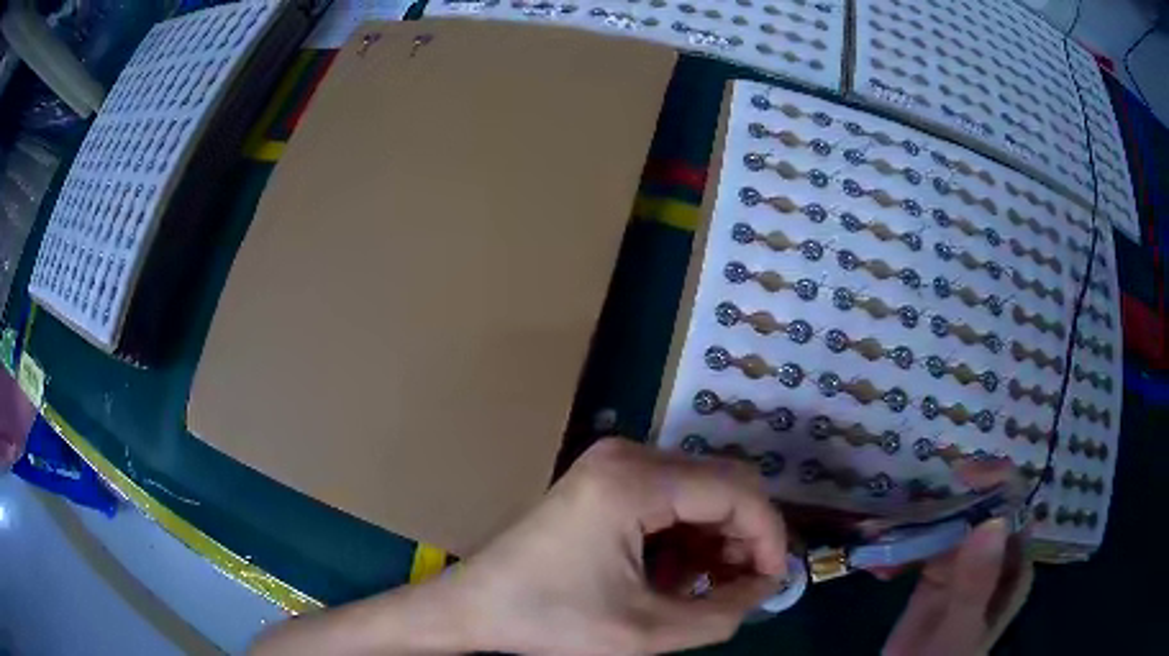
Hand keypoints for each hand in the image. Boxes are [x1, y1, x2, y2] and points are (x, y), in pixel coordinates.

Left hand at [448, 438, 788, 654]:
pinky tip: (676, 575)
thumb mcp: (646, 631)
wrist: (477, 606)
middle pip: (724, 484)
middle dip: (745, 538)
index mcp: (636, 481)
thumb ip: (722, 613)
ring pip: (701, 492)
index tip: (772, 583)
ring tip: (706, 590)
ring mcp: (614, 463)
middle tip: (742, 589)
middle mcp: (629, 455)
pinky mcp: (607, 479)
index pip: (738, 492)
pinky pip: (672, 499)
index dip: (768, 537)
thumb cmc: (552, 620)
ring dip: (717, 540)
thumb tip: (765, 588)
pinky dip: (688, 536)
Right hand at [880, 460, 1030, 655]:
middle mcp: (994, 555)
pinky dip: (900, 546)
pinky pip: (923, 545)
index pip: (1013, 507)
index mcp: (1013, 563)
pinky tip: (878, 563)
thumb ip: (976, 584)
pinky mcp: (936, 572)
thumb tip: (990, 522)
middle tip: (911, 501)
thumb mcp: (961, 627)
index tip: (962, 476)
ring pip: (949, 523)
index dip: (994, 482)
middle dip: (946, 500)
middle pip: (979, 509)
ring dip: (916, 523)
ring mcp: (964, 562)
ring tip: (878, 534)